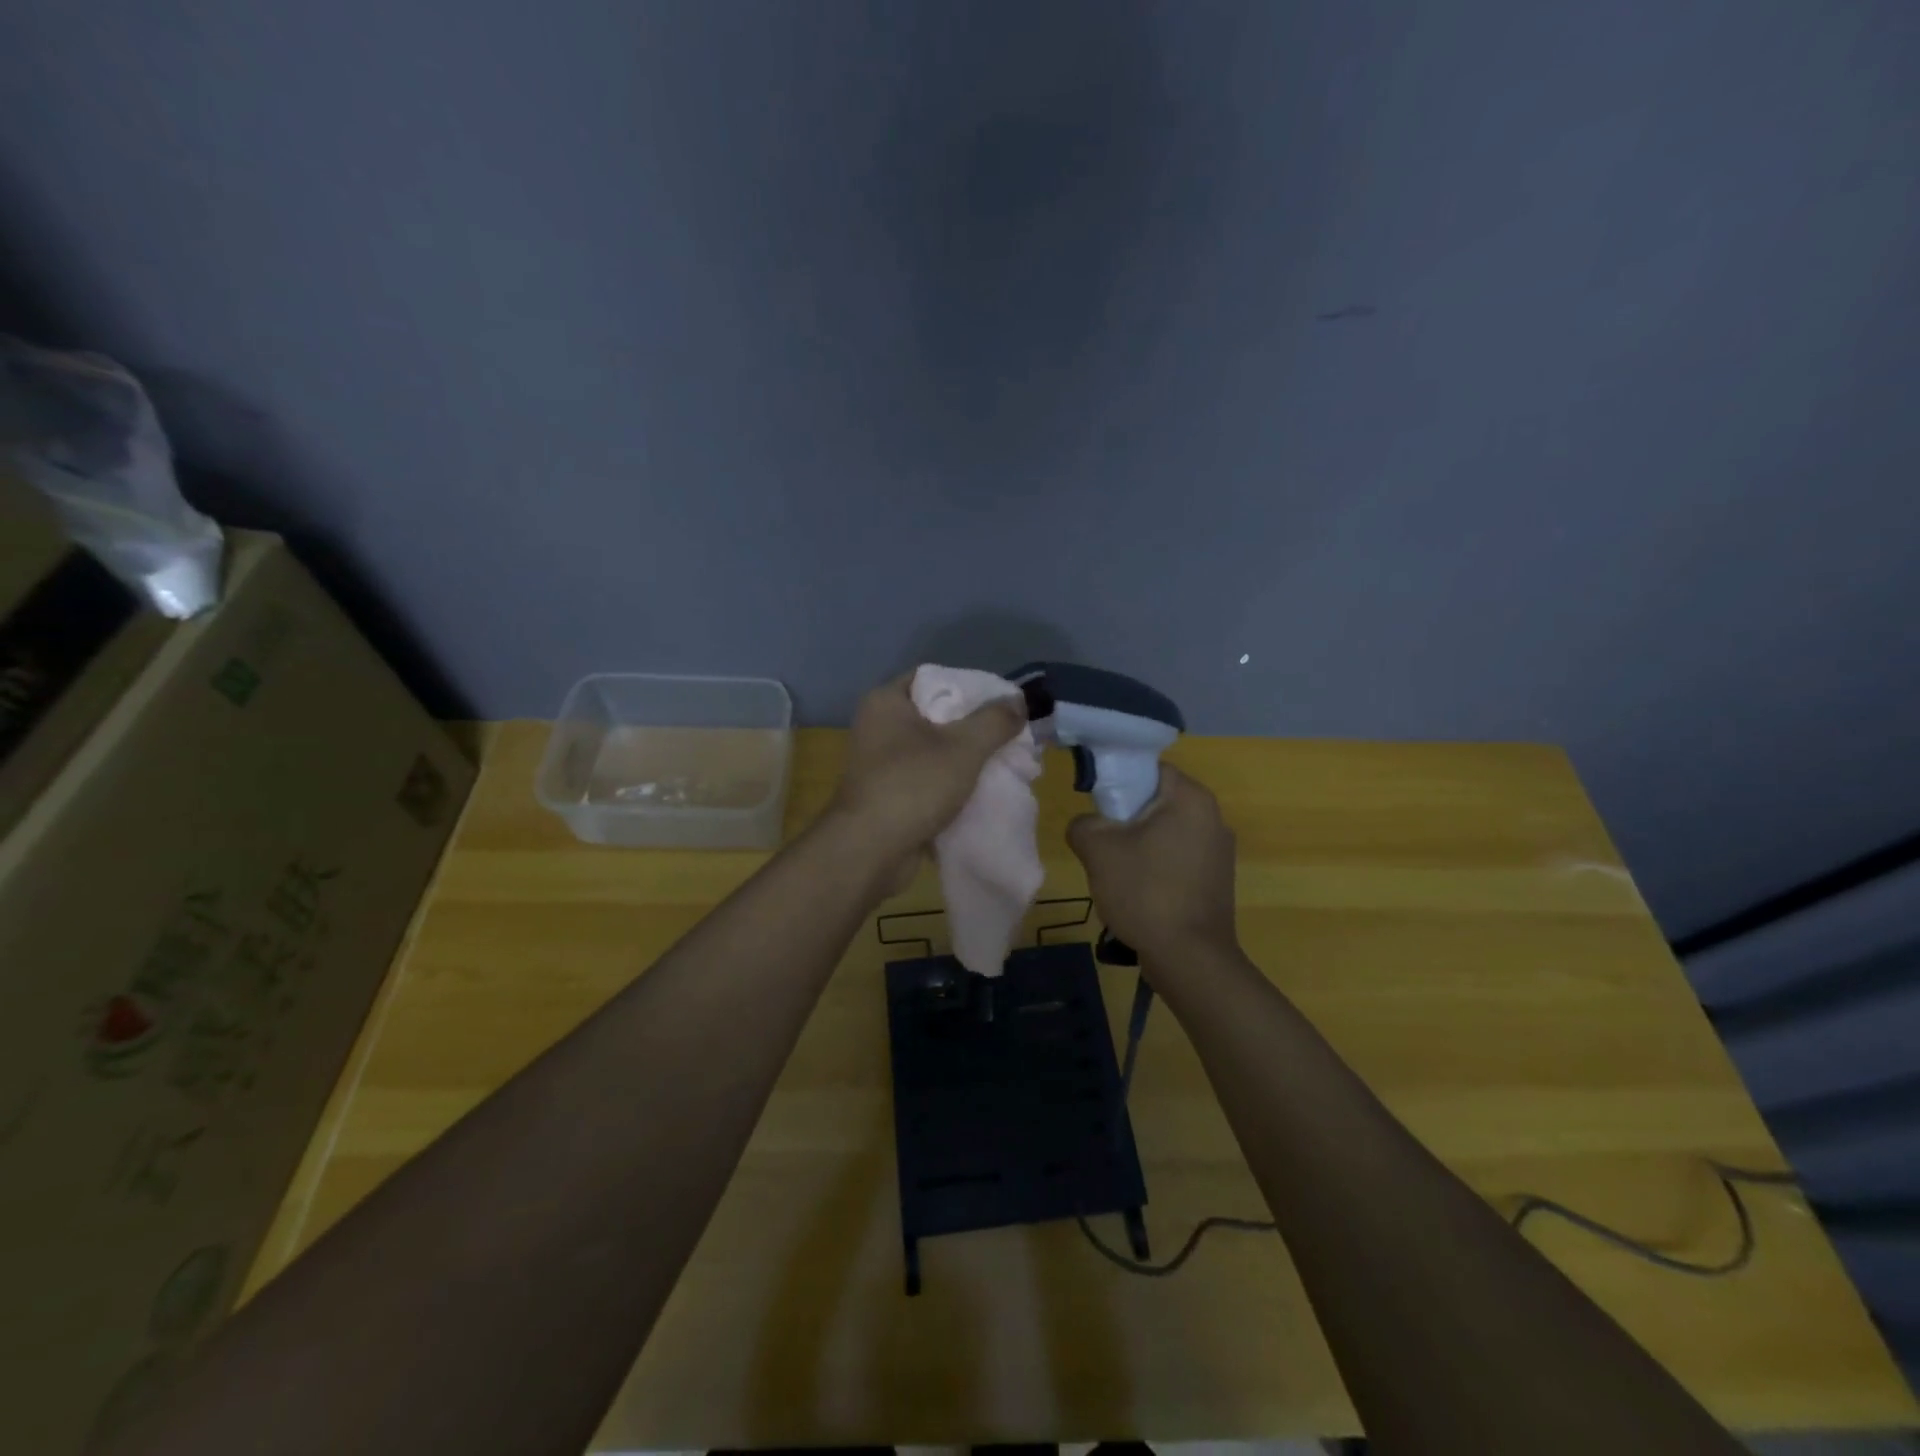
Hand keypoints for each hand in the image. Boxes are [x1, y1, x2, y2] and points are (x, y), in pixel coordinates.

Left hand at [828, 676, 1025, 867]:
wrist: (869, 852)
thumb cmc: (913, 785)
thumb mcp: (963, 747)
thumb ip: (994, 720)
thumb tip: (1019, 701)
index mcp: (886, 702)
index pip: (934, 677)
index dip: (969, 686)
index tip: (1001, 702)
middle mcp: (878, 727)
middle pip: (936, 716)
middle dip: (974, 728)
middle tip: (1009, 736)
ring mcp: (880, 764)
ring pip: (934, 752)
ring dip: (965, 760)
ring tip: (1002, 764)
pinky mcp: (887, 796)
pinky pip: (927, 781)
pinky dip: (951, 786)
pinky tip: (982, 792)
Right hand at [1067, 764, 1238, 964]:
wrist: (1189, 959)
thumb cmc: (1145, 892)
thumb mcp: (1098, 850)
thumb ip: (1084, 823)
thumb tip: (1089, 825)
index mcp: (1191, 798)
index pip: (1149, 769)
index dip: (1118, 782)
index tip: (1097, 806)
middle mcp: (1214, 817)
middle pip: (1157, 802)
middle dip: (1126, 819)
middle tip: (1102, 842)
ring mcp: (1220, 851)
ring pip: (1166, 832)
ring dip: (1139, 846)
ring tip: (1118, 873)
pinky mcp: (1217, 880)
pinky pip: (1178, 858)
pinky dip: (1157, 867)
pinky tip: (1140, 893)